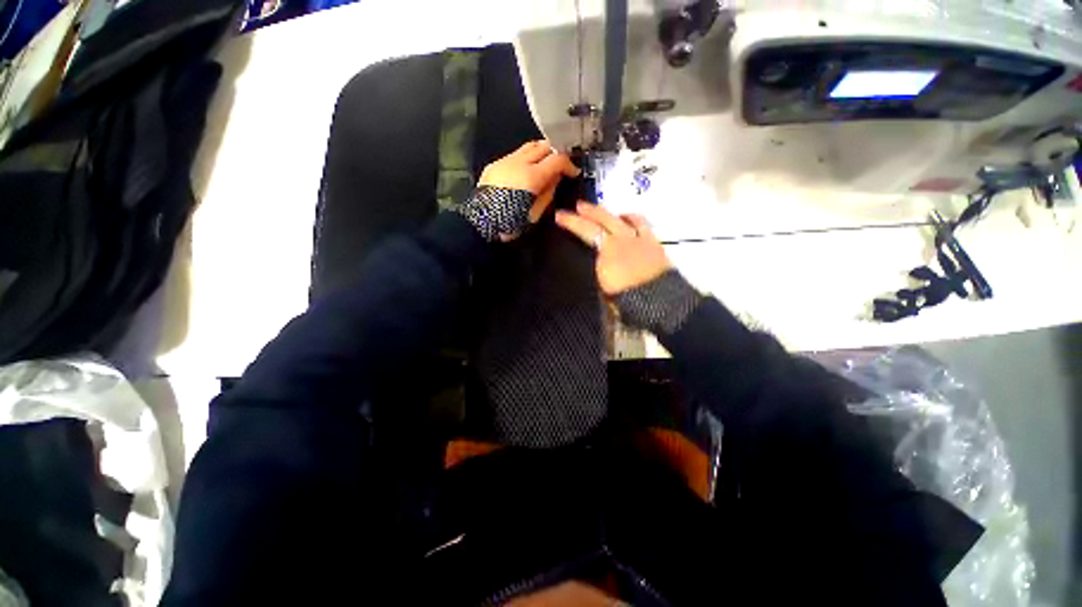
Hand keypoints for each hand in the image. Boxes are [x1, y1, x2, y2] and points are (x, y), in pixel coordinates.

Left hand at [479, 141, 579, 228]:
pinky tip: (526, 169)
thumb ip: (548, 193)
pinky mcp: (495, 164)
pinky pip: (515, 154)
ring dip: (541, 151)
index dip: (569, 164)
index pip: (556, 160)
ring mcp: (505, 161)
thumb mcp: (534, 214)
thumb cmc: (510, 222)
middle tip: (561, 164)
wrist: (479, 222)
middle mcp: (519, 162)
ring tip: (545, 163)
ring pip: (528, 146)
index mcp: (531, 176)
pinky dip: (526, 157)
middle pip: (543, 146)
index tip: (573, 172)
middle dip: (556, 152)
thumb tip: (556, 179)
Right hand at [555, 202, 672, 294]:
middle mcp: (620, 240)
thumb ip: (598, 273)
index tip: (559, 215)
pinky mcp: (652, 242)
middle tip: (577, 206)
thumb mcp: (603, 291)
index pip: (585, 231)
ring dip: (607, 213)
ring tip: (600, 209)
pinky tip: (627, 217)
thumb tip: (594, 263)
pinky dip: (631, 218)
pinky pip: (641, 224)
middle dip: (587, 212)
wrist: (659, 300)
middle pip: (601, 220)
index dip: (571, 222)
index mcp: (605, 252)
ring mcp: (637, 239)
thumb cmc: (628, 299)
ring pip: (620, 218)